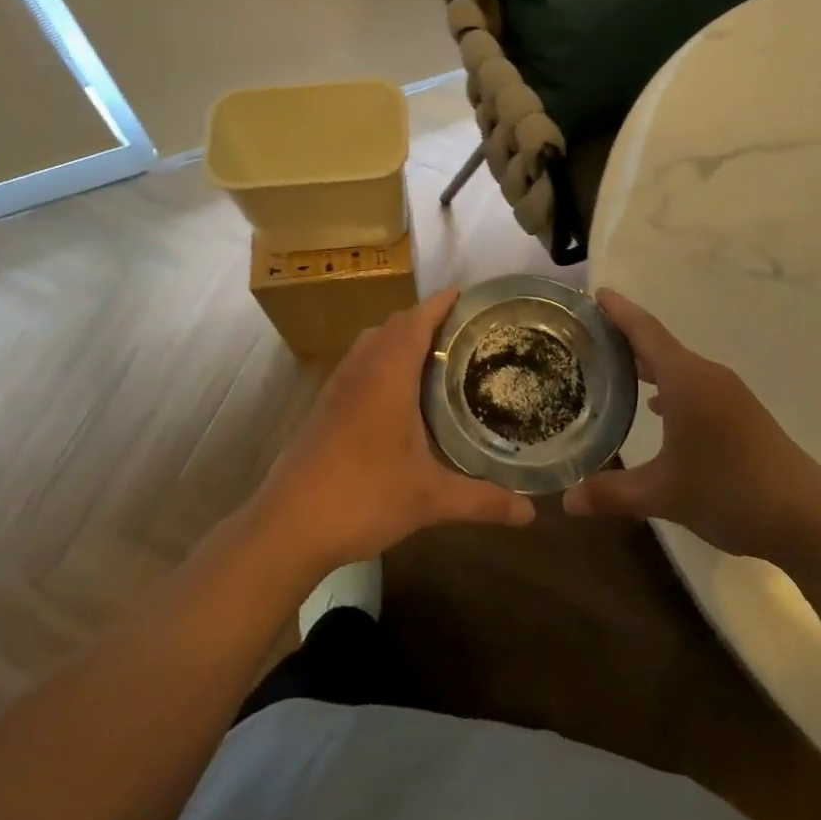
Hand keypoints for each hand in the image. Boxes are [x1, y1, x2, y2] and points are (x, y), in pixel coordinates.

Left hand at [252, 290, 534, 575]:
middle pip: (395, 324)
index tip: (469, 296)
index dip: (443, 303)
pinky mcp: (324, 403)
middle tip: (464, 333)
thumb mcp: (430, 498)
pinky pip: (359, 362)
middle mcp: (362, 366)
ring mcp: (338, 383)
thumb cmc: (364, 495)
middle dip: (427, 319)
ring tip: (435, 358)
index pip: (418, 318)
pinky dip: (382, 359)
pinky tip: (398, 395)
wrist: (289, 523)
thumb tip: (531, 513)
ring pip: (373, 341)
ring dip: (400, 338)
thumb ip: (482, 500)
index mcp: (389, 371)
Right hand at [563, 291, 820, 568]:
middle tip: (586, 333)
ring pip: (677, 365)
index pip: (644, 330)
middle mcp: (706, 375)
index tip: (595, 291)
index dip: (618, 310)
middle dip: (624, 335)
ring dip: (646, 362)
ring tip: (611, 365)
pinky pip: (693, 384)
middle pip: (658, 343)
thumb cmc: (730, 493)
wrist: (810, 520)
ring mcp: (727, 393)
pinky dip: (667, 385)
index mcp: (685, 379)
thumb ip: (612, 493)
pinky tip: (653, 407)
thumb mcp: (664, 495)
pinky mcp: (740, 413)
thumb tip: (566, 500)